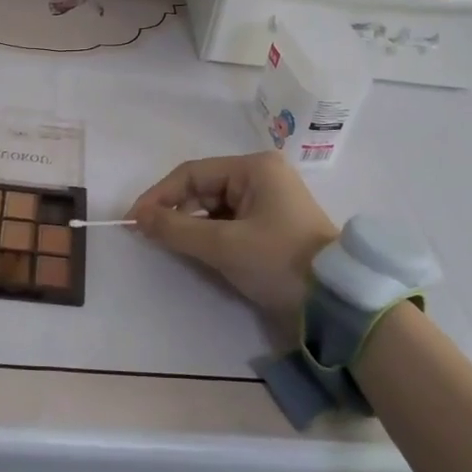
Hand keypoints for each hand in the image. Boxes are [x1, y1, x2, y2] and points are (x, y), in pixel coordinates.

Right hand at [127, 153, 339, 326]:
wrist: (337, 302)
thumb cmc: (280, 262)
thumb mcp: (224, 246)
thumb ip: (176, 229)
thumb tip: (137, 217)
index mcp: (255, 168)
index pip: (193, 173)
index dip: (159, 195)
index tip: (134, 220)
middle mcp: (262, 176)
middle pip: (204, 188)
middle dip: (175, 211)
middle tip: (148, 235)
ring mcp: (269, 201)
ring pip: (215, 208)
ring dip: (192, 226)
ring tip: (169, 246)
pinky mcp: (272, 226)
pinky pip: (230, 223)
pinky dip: (211, 236)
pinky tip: (197, 252)